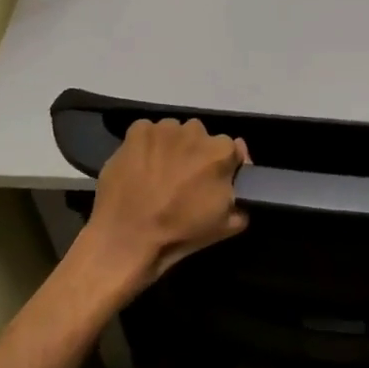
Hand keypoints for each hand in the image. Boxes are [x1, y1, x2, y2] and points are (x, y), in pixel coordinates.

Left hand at [80, 118, 248, 295]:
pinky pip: (148, 132)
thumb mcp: (225, 227)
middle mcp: (196, 131)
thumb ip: (241, 203)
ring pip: (174, 133)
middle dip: (196, 154)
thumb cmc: (179, 234)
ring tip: (159, 173)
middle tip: (184, 180)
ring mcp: (164, 129)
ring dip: (171, 148)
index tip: (214, 181)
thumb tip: (238, 190)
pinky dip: (147, 145)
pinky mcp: (137, 131)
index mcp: (221, 152)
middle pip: (201, 138)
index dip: (225, 166)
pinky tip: (140, 166)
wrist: (127, 239)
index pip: (232, 149)